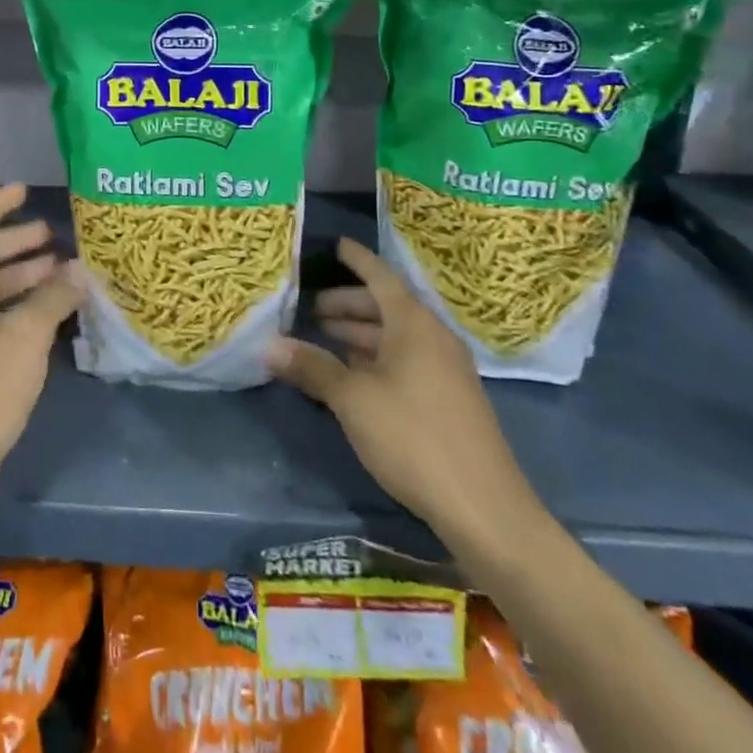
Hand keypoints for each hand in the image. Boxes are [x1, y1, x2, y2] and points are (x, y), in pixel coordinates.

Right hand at [266, 238, 548, 567]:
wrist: (484, 507)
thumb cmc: (413, 437)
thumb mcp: (353, 400)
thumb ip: (312, 367)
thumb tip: (268, 345)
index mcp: (414, 324)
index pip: (380, 276)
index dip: (356, 259)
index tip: (334, 245)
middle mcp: (433, 337)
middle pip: (386, 306)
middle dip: (348, 305)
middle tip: (309, 308)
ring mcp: (445, 369)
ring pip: (395, 336)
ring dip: (360, 334)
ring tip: (323, 339)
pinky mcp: (448, 398)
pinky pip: (406, 360)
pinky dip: (376, 357)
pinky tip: (354, 375)